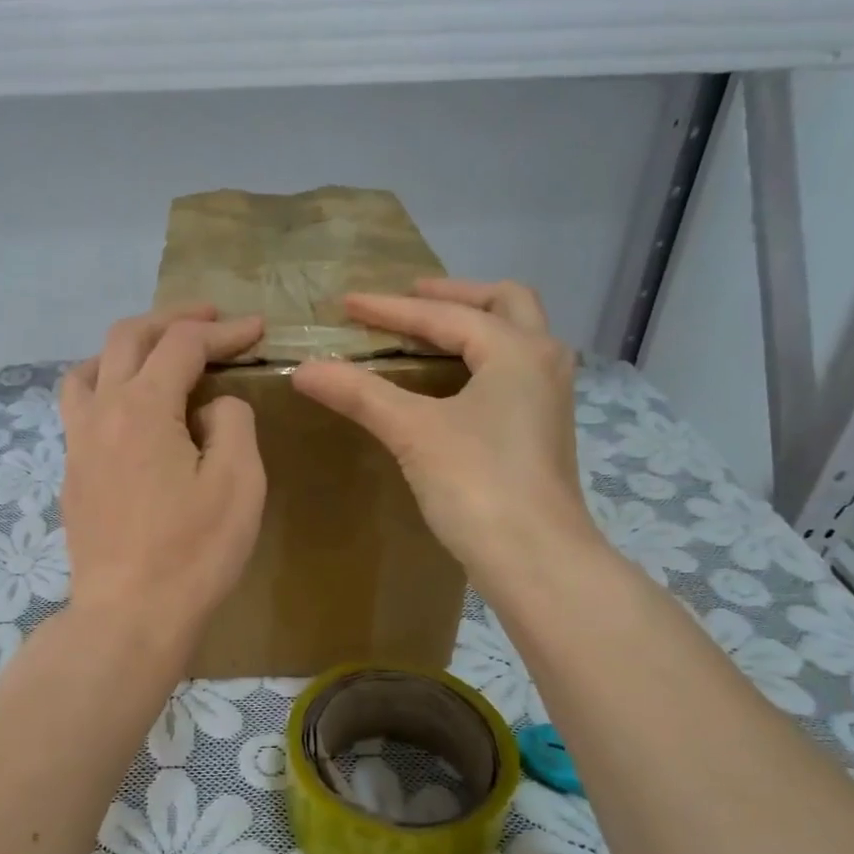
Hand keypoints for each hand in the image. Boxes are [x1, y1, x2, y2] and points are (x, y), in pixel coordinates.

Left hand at [59, 305, 266, 649]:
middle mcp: (101, 412)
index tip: (257, 329)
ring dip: (126, 349)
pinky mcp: (71, 474)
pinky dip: (106, 386)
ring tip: (157, 356)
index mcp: (143, 407)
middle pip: (127, 339)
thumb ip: (232, 423)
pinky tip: (128, 411)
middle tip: (209, 320)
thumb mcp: (238, 482)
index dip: (223, 330)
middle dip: (172, 320)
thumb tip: (210, 407)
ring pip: (90, 369)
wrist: (130, 615)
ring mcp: (77, 443)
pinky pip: (79, 407)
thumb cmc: (193, 552)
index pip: (183, 345)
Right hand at [290, 279, 603, 598]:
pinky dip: (481, 359)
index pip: (444, 315)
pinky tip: (452, 383)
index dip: (390, 309)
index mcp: (517, 350)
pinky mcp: (542, 431)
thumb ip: (360, 394)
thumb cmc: (478, 484)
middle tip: (409, 299)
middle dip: (454, 296)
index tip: (347, 303)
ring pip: (516, 338)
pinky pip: (512, 372)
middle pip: (504, 303)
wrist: (536, 558)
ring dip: (475, 324)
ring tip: (430, 332)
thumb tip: (304, 369)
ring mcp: (549, 398)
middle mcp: (543, 362)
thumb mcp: (413, 431)